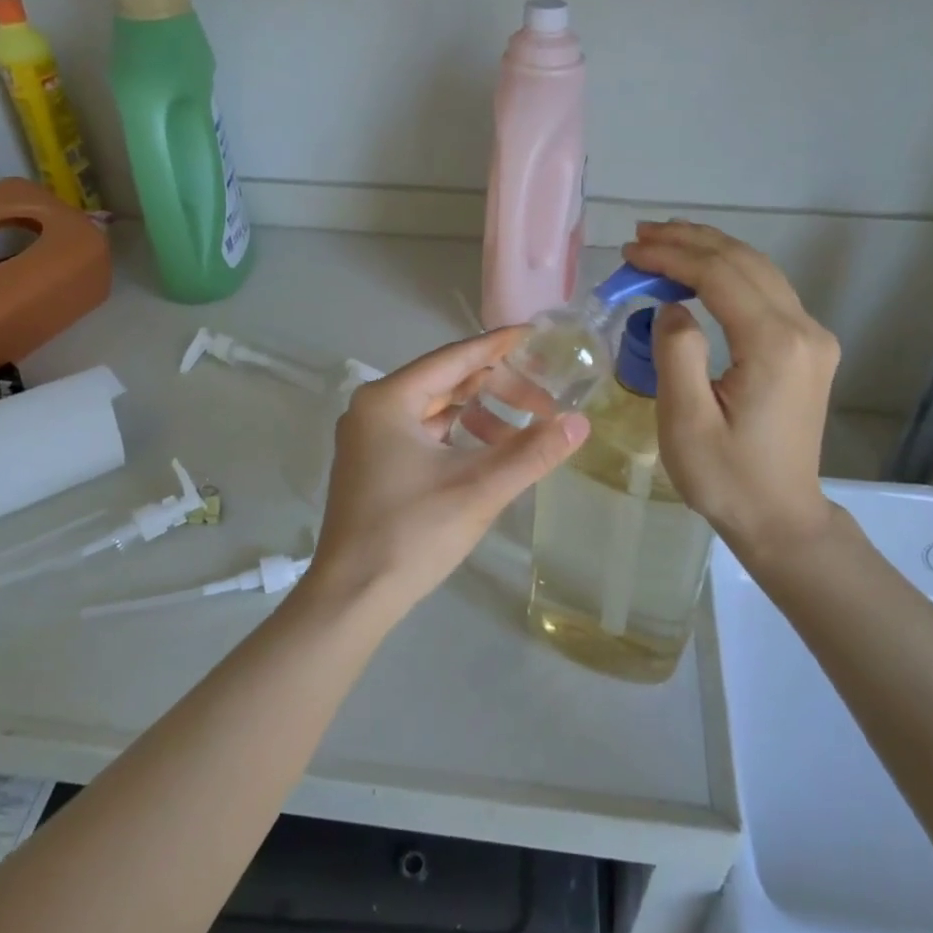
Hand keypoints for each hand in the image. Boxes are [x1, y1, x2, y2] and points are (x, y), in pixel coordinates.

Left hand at [309, 329, 590, 615]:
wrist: (352, 597)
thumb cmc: (412, 534)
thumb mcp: (479, 489)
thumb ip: (532, 453)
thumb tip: (580, 423)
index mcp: (388, 400)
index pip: (454, 358)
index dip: (498, 346)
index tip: (536, 336)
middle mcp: (372, 409)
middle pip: (444, 382)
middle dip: (495, 388)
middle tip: (543, 401)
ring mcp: (367, 439)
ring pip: (433, 410)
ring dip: (478, 415)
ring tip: (521, 433)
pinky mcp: (371, 466)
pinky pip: (421, 434)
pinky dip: (456, 437)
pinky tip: (487, 453)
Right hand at [621, 222, 840, 554]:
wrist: (780, 516)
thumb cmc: (727, 478)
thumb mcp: (686, 422)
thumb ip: (677, 354)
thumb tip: (672, 307)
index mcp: (775, 345)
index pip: (721, 276)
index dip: (672, 256)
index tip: (629, 251)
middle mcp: (803, 330)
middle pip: (744, 262)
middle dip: (690, 242)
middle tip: (640, 236)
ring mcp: (812, 338)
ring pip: (759, 271)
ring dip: (710, 251)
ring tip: (663, 242)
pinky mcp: (807, 349)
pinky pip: (766, 293)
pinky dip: (728, 274)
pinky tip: (699, 274)